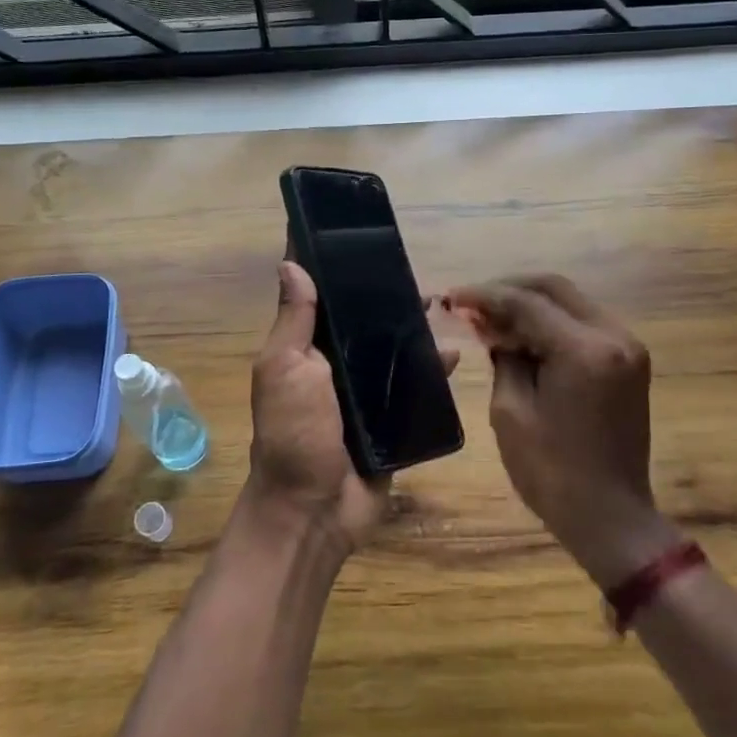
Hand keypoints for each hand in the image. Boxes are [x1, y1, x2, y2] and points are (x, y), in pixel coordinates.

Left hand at [248, 261, 458, 555]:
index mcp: (306, 346)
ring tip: (437, 301)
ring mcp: (366, 391)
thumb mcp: (285, 369)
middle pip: (362, 319)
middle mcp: (336, 363)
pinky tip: (451, 353)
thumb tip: (290, 262)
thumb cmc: (293, 432)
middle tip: (410, 268)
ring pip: (393, 348)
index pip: (318, 295)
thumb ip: (294, 320)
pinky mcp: (393, 418)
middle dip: (383, 294)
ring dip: (412, 327)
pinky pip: (416, 387)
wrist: (315, 509)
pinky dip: (433, 371)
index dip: (330, 264)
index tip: (352, 227)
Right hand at [447, 275, 678, 587]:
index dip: (485, 296)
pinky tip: (522, 335)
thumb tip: (492, 326)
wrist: (611, 518)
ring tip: (491, 318)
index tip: (453, 296)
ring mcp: (628, 346)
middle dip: (509, 289)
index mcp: (584, 350)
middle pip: (554, 288)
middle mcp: (614, 336)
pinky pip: (583, 323)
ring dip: (530, 304)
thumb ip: (502, 356)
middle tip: (472, 302)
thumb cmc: (552, 472)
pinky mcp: (629, 361)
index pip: (527, 302)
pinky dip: (551, 322)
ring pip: (570, 301)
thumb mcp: (510, 411)